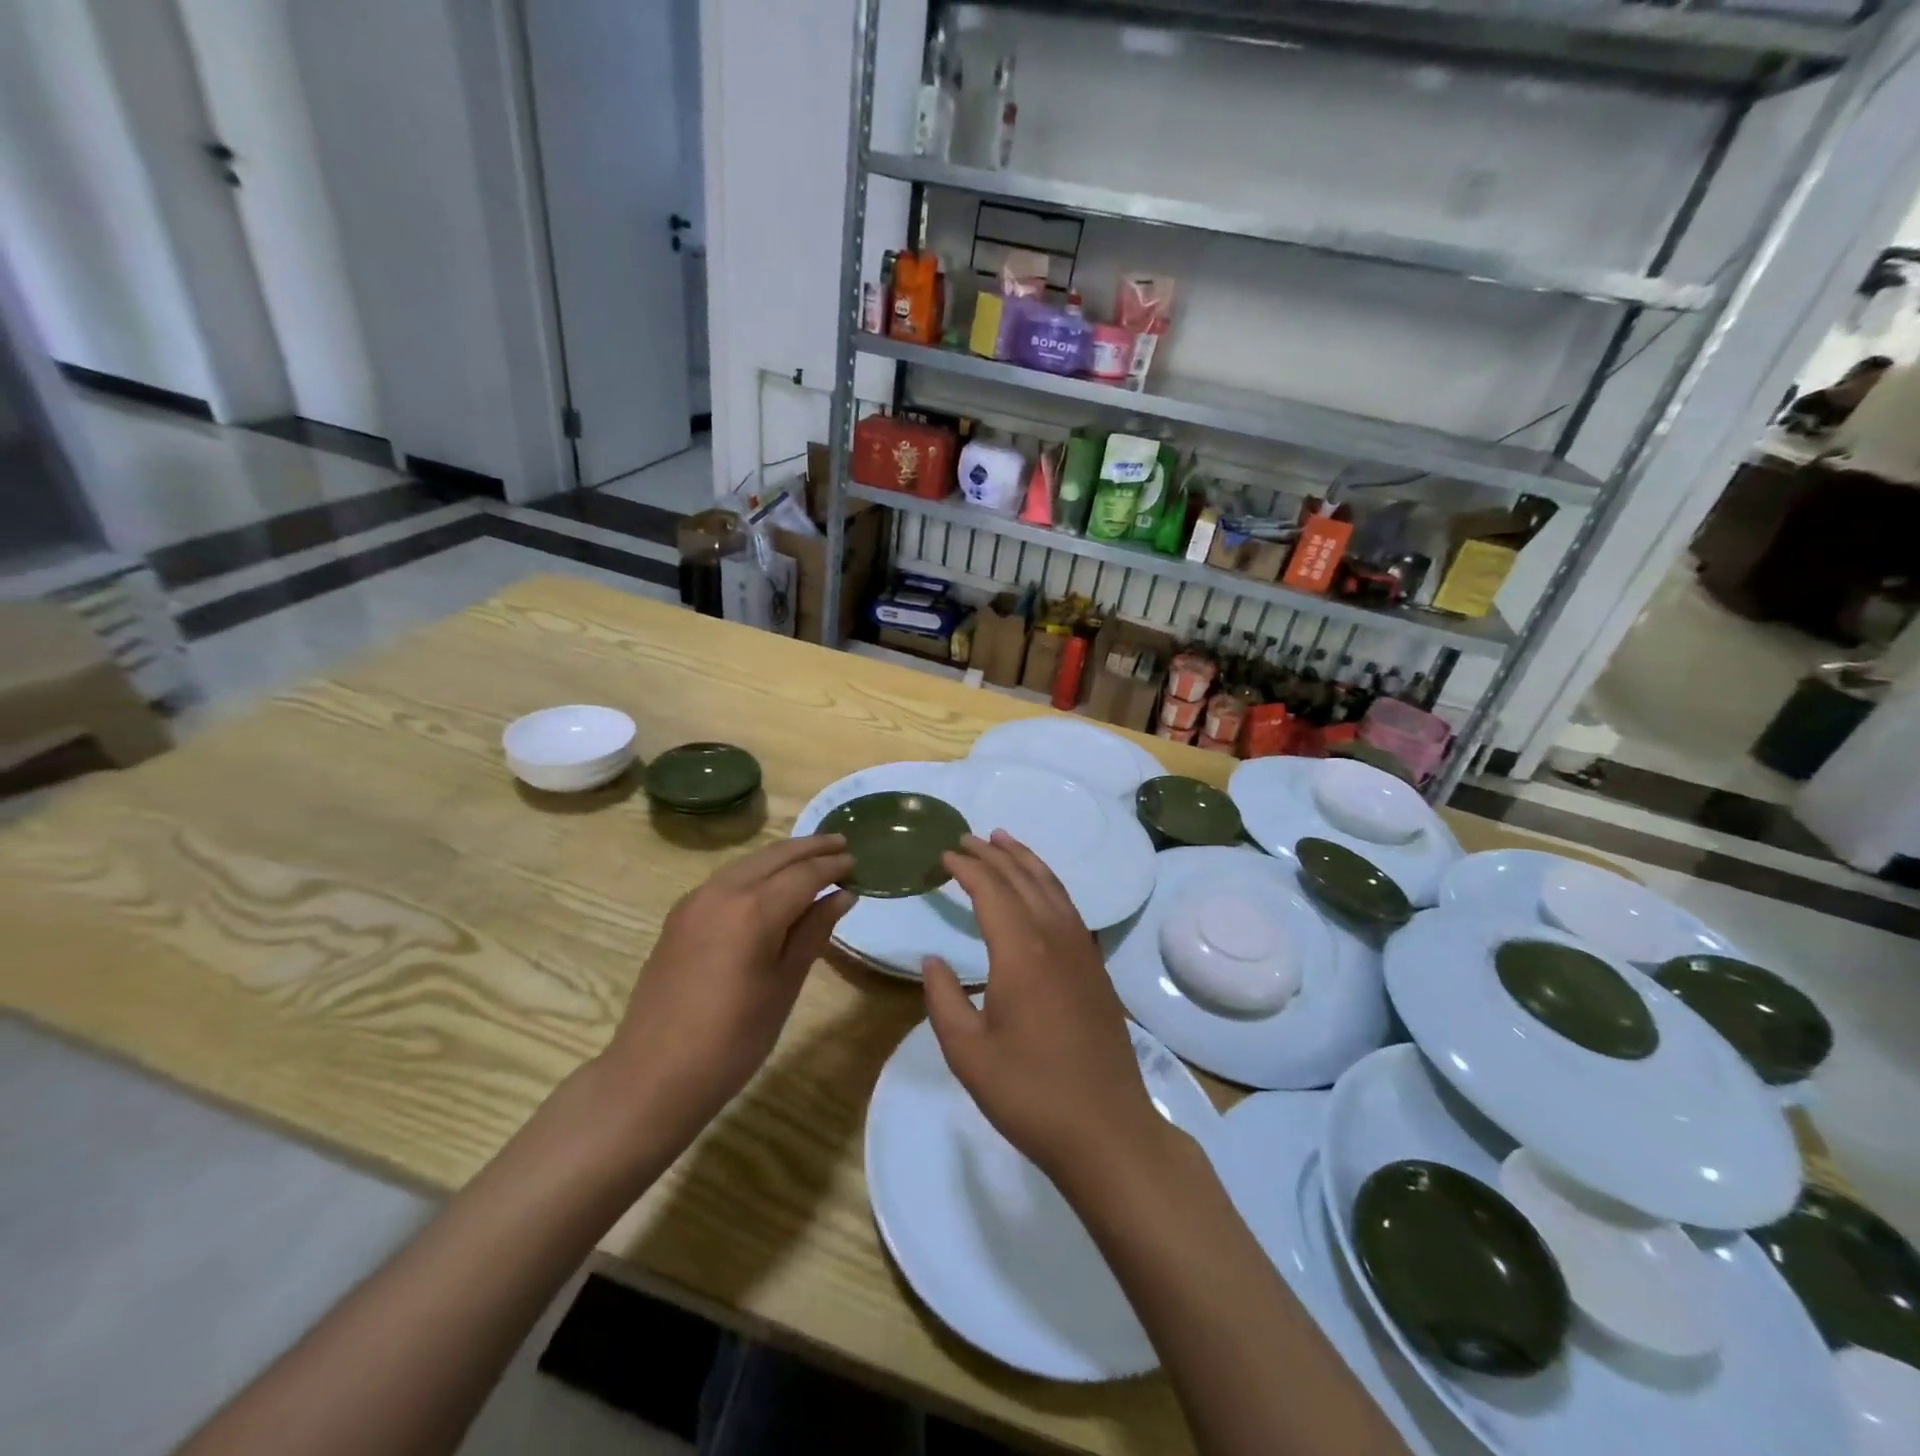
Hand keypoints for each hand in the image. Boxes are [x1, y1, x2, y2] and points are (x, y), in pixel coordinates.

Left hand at [602, 835, 853, 1136]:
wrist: (653, 1075)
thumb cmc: (733, 1039)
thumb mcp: (785, 985)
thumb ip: (814, 932)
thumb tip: (842, 895)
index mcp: (754, 910)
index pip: (804, 874)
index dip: (833, 866)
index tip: (857, 861)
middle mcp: (723, 892)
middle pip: (774, 856)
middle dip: (810, 847)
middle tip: (841, 842)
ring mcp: (695, 901)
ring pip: (748, 862)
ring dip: (782, 856)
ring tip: (812, 856)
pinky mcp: (680, 916)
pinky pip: (727, 878)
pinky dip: (756, 871)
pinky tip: (770, 883)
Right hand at [922, 832, 1170, 1191]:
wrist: (1106, 1129)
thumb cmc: (1029, 1093)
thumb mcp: (968, 1053)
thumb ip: (944, 999)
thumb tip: (932, 960)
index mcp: (1020, 952)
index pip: (990, 890)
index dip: (966, 867)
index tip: (944, 854)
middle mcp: (1054, 937)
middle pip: (1022, 878)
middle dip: (993, 854)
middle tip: (967, 838)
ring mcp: (1082, 950)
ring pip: (1051, 886)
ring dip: (1025, 860)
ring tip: (1004, 841)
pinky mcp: (1096, 967)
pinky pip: (1068, 907)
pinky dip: (1048, 883)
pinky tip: (1040, 888)